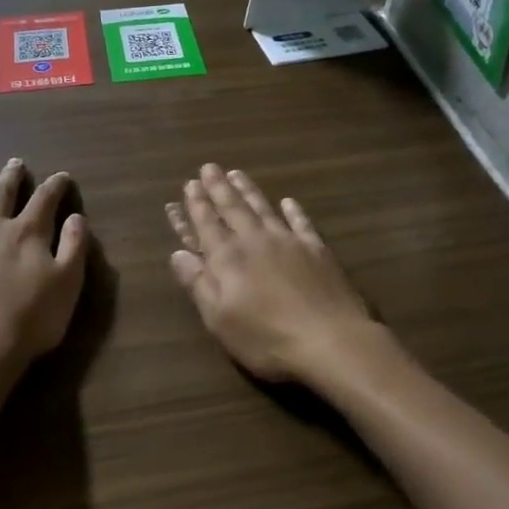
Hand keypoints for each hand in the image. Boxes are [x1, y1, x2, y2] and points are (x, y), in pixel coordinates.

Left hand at [0, 160, 88, 382]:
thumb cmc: (32, 319)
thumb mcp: (68, 283)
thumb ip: (74, 246)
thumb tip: (75, 217)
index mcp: (27, 233)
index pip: (45, 201)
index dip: (55, 186)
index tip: (61, 176)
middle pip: (1, 196)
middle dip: (10, 178)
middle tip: (14, 162)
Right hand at [166, 165, 376, 383]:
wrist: (330, 340)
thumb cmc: (266, 337)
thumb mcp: (220, 319)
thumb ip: (198, 283)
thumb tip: (177, 253)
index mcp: (228, 259)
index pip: (207, 225)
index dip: (196, 206)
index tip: (189, 185)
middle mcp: (256, 241)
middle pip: (233, 209)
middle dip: (218, 188)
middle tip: (208, 167)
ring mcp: (289, 242)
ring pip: (263, 209)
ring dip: (248, 191)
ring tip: (236, 173)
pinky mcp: (317, 250)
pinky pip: (301, 222)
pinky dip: (293, 211)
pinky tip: (288, 201)